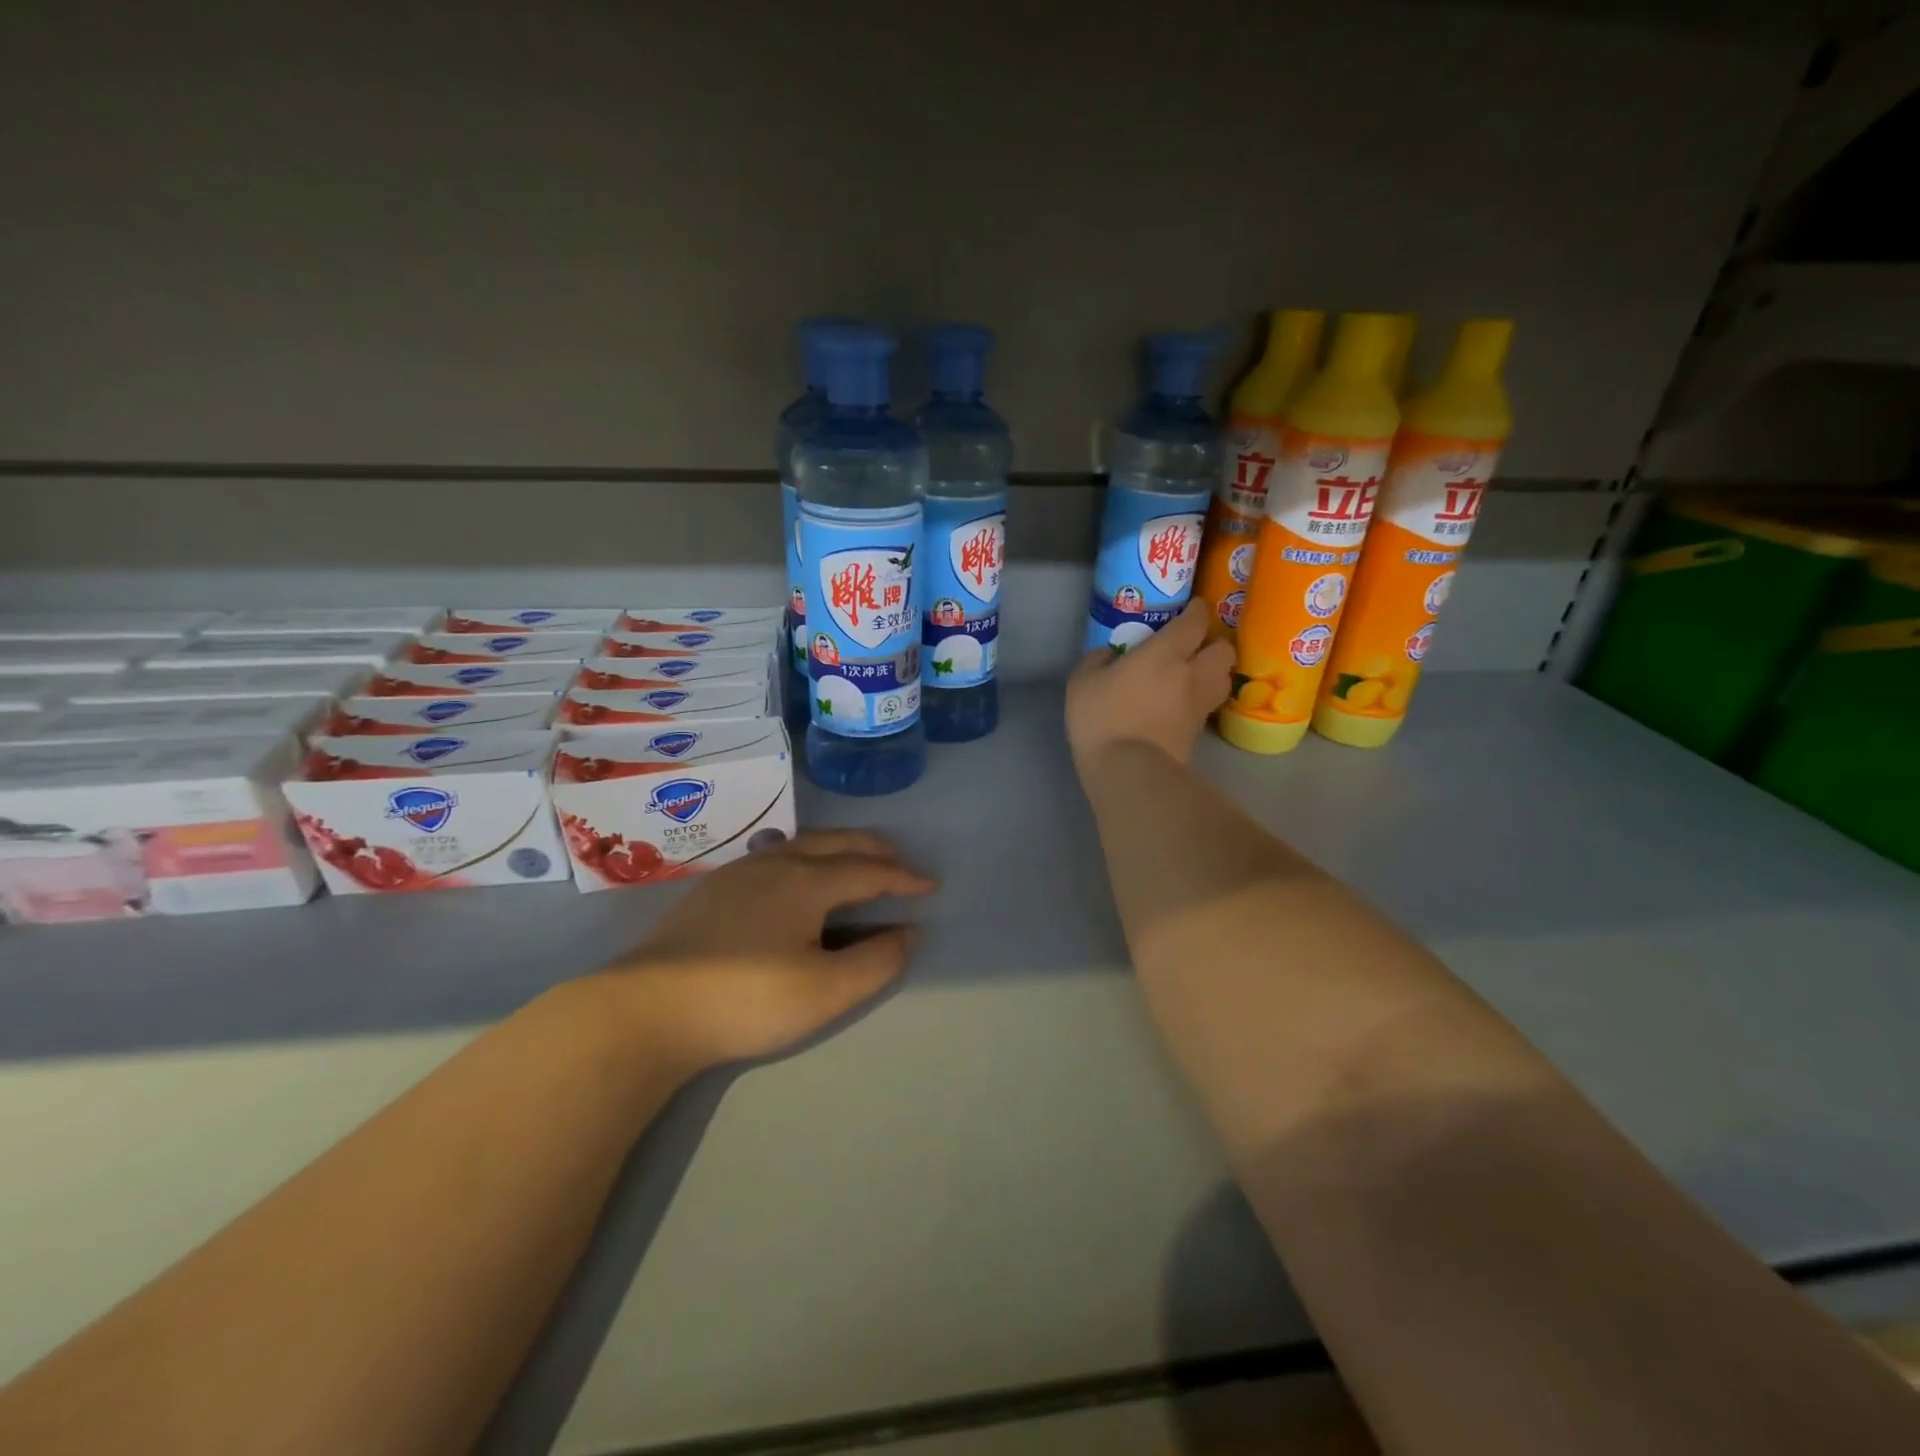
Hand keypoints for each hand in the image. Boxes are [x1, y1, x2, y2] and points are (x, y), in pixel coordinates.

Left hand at [599, 830, 935, 1070]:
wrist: (645, 1010)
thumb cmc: (746, 999)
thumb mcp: (824, 991)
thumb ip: (875, 961)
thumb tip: (907, 933)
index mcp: (806, 881)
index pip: (868, 871)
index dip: (903, 878)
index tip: (930, 885)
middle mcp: (775, 864)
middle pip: (834, 844)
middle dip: (871, 849)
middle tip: (897, 860)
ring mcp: (737, 874)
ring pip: (800, 845)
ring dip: (836, 849)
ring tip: (852, 863)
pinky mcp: (710, 891)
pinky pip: (773, 857)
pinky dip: (803, 858)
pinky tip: (793, 879)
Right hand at [1066, 598, 1234, 770]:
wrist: (1129, 771)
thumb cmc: (1103, 719)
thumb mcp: (1082, 682)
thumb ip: (1097, 660)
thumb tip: (1108, 655)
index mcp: (1166, 653)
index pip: (1195, 621)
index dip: (1196, 610)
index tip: (1190, 607)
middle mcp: (1192, 674)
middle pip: (1223, 649)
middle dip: (1213, 643)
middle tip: (1193, 647)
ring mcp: (1199, 706)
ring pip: (1223, 679)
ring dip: (1214, 672)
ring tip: (1194, 675)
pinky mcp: (1198, 734)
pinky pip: (1208, 706)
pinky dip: (1201, 700)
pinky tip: (1182, 704)